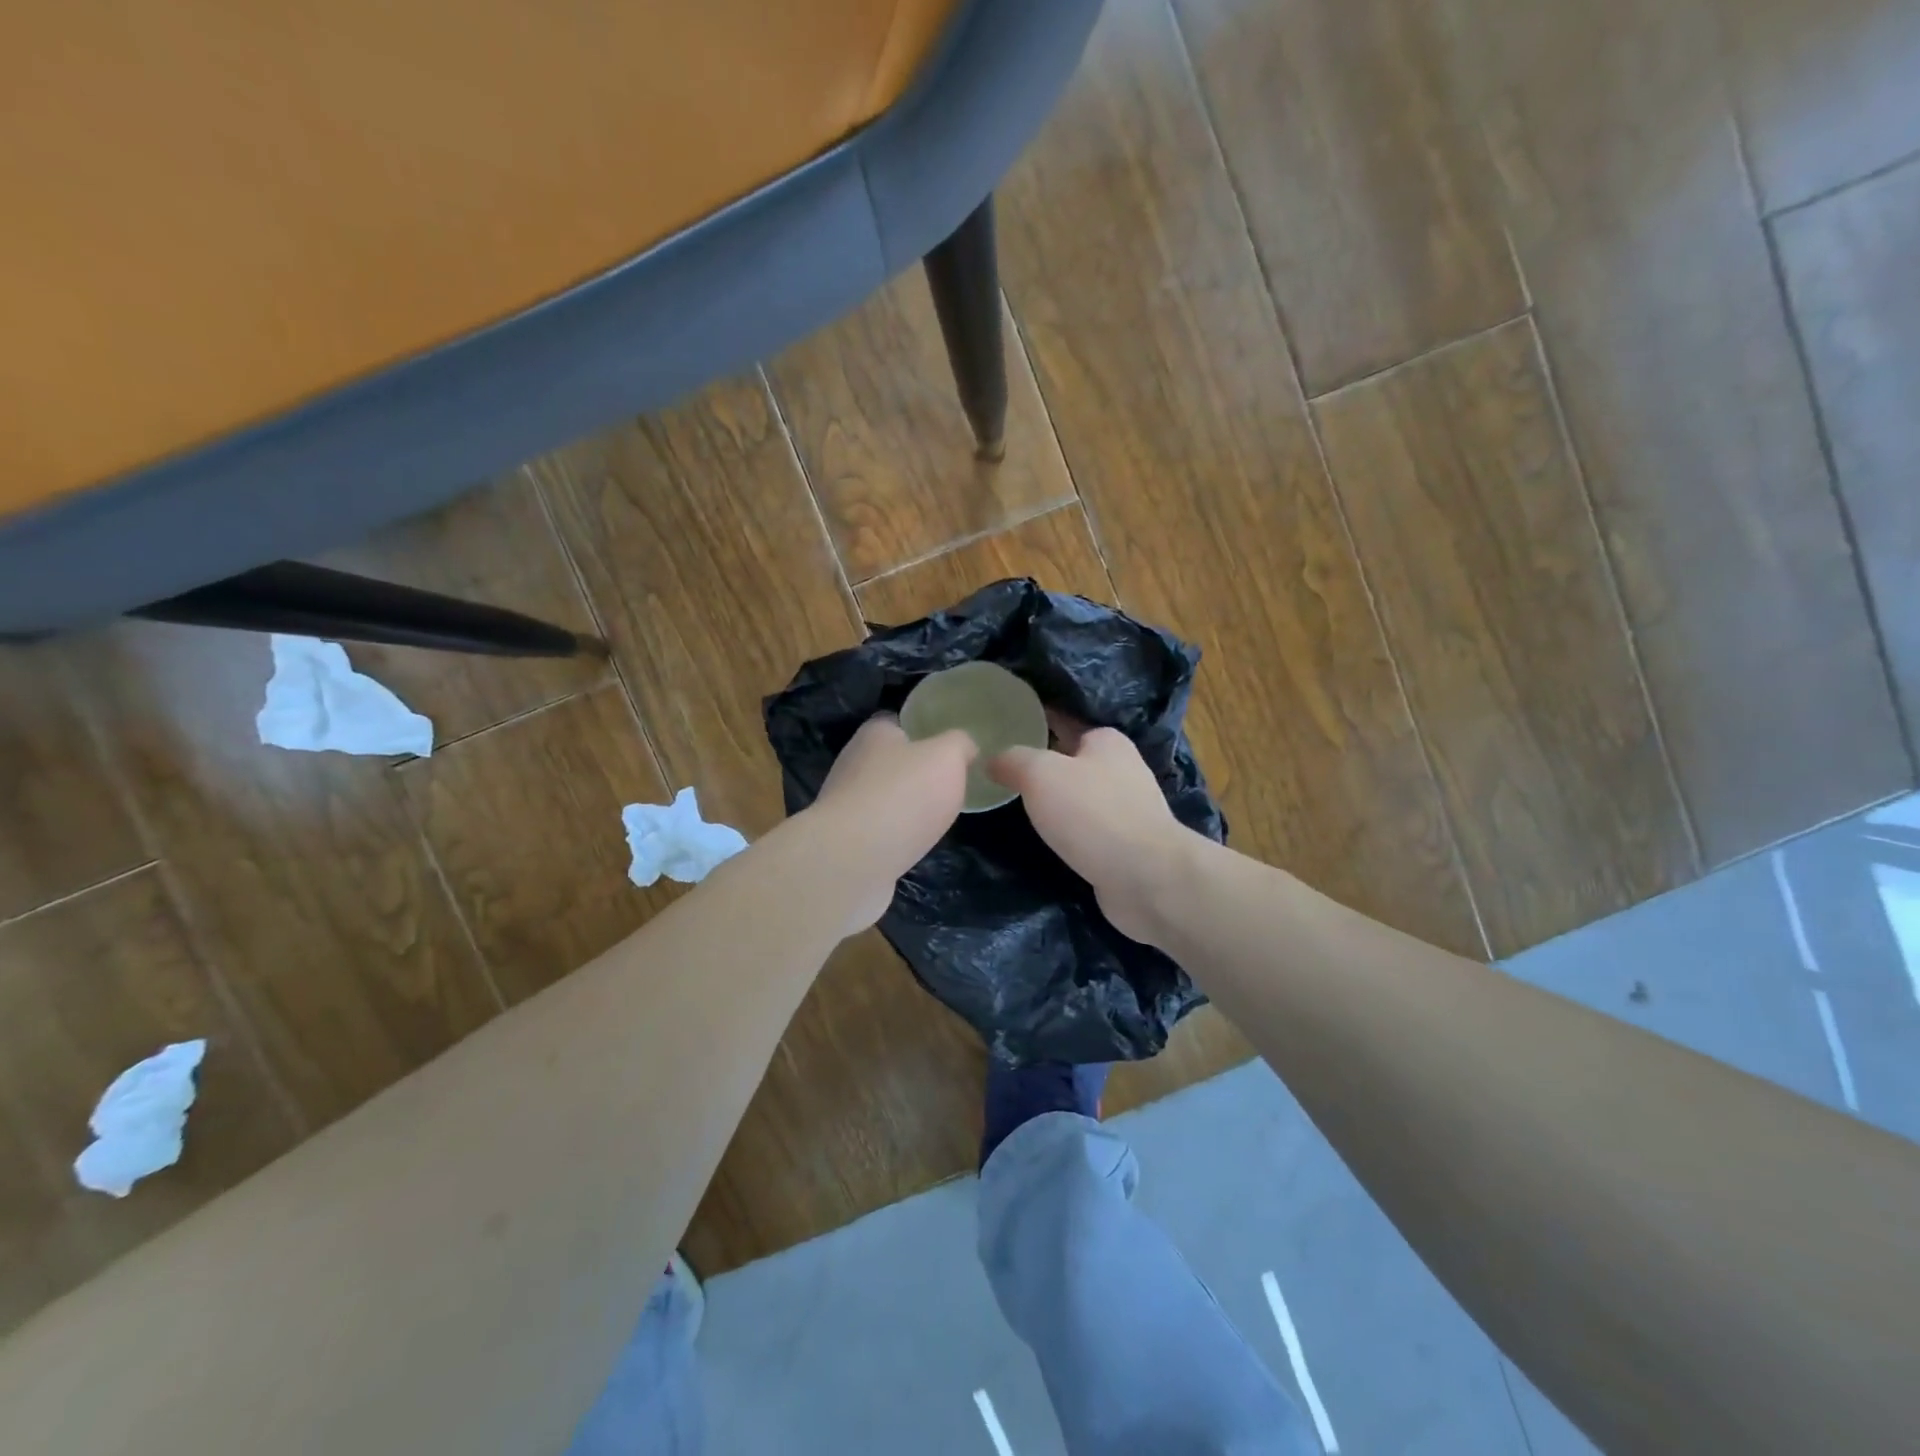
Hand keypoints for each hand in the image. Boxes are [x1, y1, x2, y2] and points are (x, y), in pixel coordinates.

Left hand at [803, 714, 976, 932]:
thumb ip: (959, 745)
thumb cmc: (904, 795)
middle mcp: (853, 763)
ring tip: (935, 818)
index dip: (922, 732)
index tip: (947, 747)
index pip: (897, 724)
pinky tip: (913, 845)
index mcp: (874, 734)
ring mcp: (845, 803)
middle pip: (889, 761)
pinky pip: (876, 830)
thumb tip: (965, 746)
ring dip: (905, 807)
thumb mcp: (948, 757)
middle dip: (915, 772)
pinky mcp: (845, 839)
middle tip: (948, 785)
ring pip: (883, 797)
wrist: (855, 858)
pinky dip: (894, 836)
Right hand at [988, 720, 1197, 945]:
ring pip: (1079, 797)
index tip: (1001, 733)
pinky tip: (1046, 840)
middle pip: (1071, 760)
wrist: (1146, 877)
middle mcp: (1122, 768)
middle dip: (1041, 766)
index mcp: (1106, 741)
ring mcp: (1128, 809)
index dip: (1033, 724)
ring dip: (1054, 803)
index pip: (1063, 722)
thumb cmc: (1093, 813)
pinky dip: (1067, 832)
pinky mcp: (1126, 844)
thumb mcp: (1040, 774)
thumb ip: (1013, 760)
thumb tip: (992, 759)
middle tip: (1000, 774)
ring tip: (1015, 808)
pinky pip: (1087, 829)